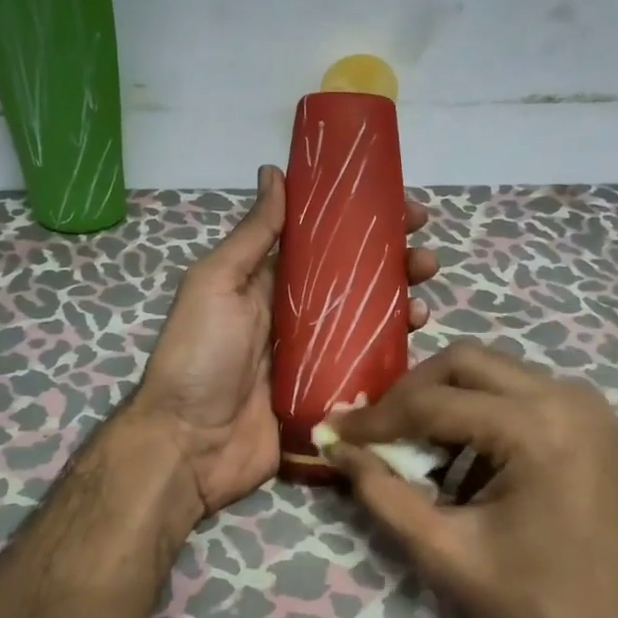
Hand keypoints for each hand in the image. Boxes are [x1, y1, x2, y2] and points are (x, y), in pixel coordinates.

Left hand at [132, 166, 440, 517]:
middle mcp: (294, 315)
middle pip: (354, 281)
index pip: (324, 241)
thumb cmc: (199, 356)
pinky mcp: (329, 395)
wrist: (190, 445)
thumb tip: (274, 171)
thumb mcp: (216, 284)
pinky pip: (368, 369)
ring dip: (400, 305)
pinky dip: (395, 354)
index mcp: (267, 283)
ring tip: (425, 298)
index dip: (362, 222)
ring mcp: (315, 358)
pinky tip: (416, 343)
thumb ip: (252, 235)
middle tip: (426, 256)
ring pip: (368, 323)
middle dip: (393, 263)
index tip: (402, 208)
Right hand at [328, 340, 617, 617]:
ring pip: (491, 372)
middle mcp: (564, 396)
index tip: (332, 430)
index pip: (432, 402)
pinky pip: (518, 394)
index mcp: (535, 426)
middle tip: (374, 432)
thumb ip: (384, 495)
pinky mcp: (590, 422)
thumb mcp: (448, 554)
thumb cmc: (541, 607)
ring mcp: (584, 405)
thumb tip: (338, 448)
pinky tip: (459, 459)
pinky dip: (478, 413)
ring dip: (443, 401)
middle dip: (409, 394)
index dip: (375, 418)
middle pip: (463, 362)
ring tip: (411, 448)